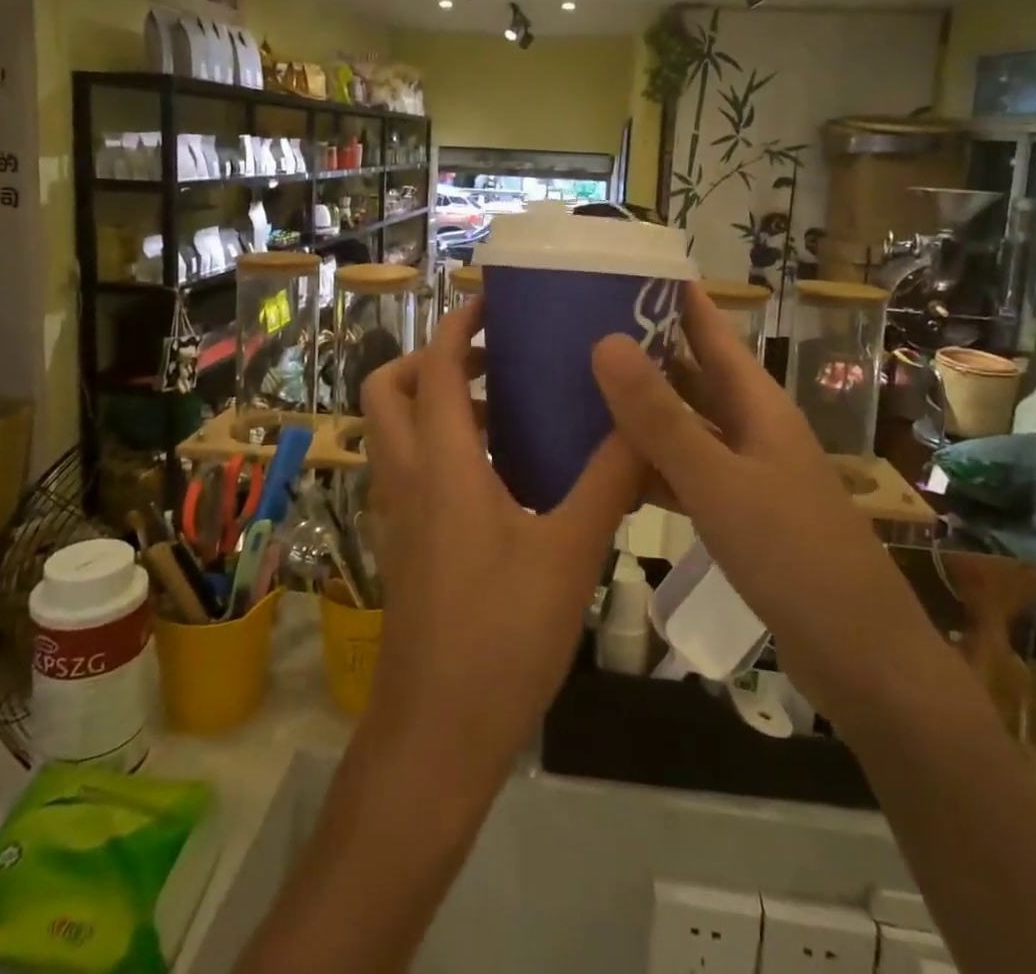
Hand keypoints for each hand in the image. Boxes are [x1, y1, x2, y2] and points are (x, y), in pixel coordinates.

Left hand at [360, 297, 644, 794]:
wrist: (437, 733)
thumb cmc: (501, 635)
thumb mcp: (569, 552)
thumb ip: (609, 480)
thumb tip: (644, 420)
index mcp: (441, 463)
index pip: (438, 368)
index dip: (459, 326)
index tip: (493, 302)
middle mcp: (407, 476)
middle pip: (390, 388)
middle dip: (433, 359)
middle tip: (494, 359)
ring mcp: (397, 512)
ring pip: (396, 429)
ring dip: (440, 403)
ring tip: (509, 409)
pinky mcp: (404, 542)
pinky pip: (410, 467)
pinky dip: (441, 445)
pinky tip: (501, 473)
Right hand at [591, 283, 946, 719]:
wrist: (863, 660)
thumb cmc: (794, 557)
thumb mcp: (717, 482)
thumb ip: (659, 417)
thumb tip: (605, 340)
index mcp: (757, 405)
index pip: (711, 330)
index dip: (675, 297)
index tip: (624, 267)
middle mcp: (752, 428)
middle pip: (692, 374)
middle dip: (644, 348)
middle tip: (579, 326)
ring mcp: (747, 473)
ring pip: (685, 425)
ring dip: (641, 408)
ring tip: (581, 388)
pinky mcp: (739, 514)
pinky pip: (685, 473)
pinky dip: (650, 465)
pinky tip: (610, 468)